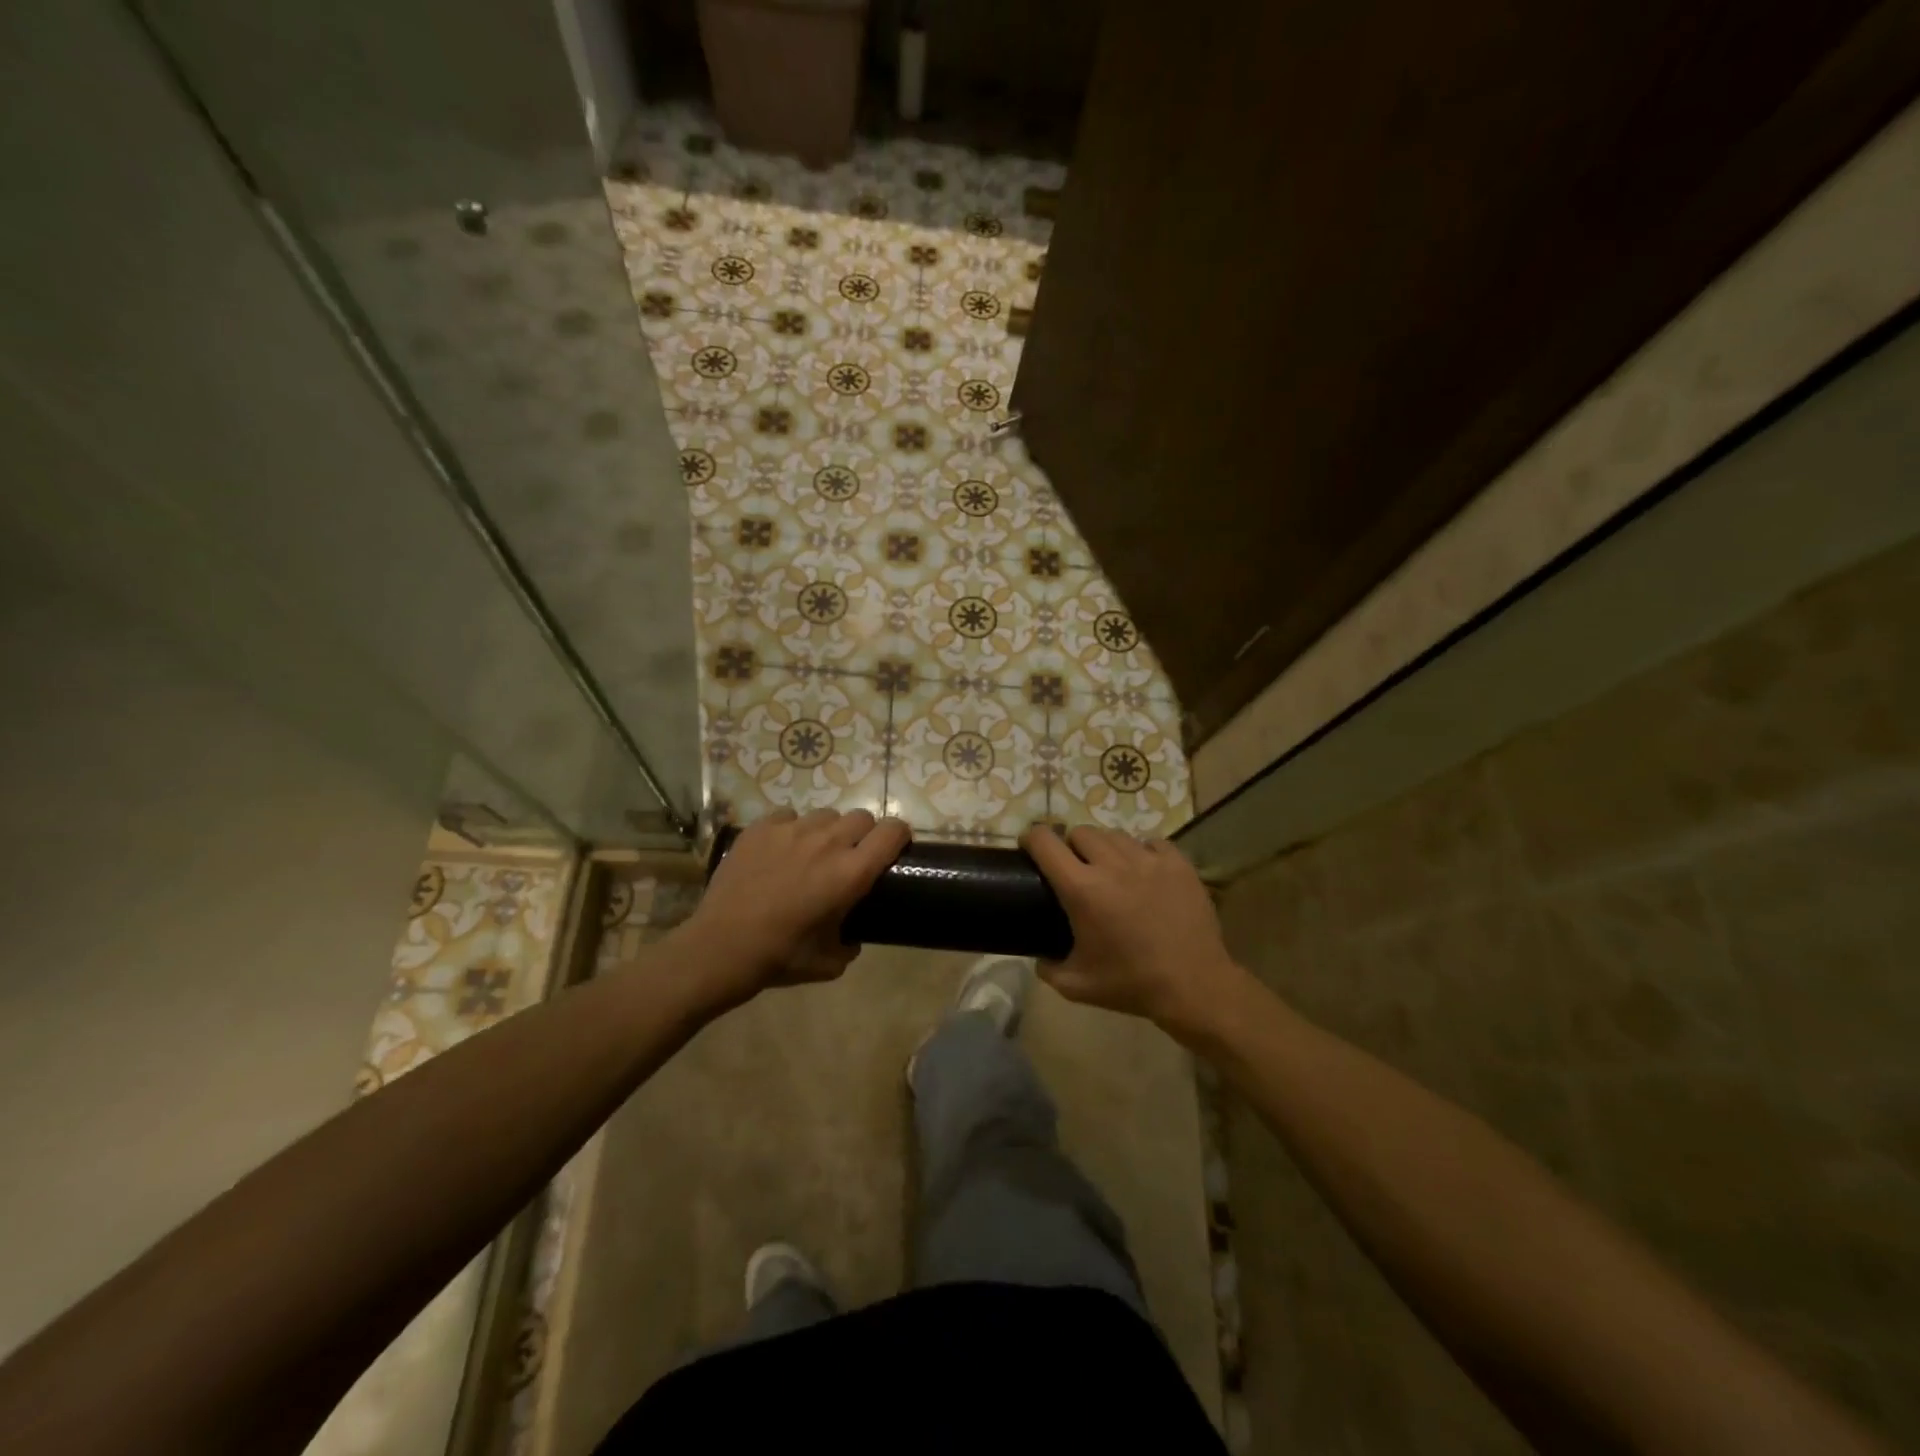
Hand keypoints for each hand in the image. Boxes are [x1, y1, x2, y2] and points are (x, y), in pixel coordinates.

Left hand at [678, 808, 910, 1007]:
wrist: (720, 948)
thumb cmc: (780, 957)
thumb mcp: (830, 963)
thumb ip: (851, 943)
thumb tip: (851, 935)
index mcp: (850, 873)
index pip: (892, 831)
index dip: (899, 836)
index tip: (895, 848)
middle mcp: (827, 843)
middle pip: (861, 817)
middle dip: (863, 834)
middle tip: (850, 856)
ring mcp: (791, 830)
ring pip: (826, 814)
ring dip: (828, 831)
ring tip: (812, 853)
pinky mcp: (761, 828)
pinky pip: (788, 815)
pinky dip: (792, 829)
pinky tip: (781, 850)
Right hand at [1021, 824, 1246, 1035]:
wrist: (1195, 986)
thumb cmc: (1132, 985)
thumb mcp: (1076, 985)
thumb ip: (1048, 967)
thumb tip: (1039, 956)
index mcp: (1082, 889)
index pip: (1046, 842)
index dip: (1031, 838)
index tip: (1029, 847)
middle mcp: (1112, 865)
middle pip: (1081, 832)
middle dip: (1071, 845)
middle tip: (1075, 867)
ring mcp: (1149, 860)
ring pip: (1115, 835)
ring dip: (1105, 847)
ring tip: (1110, 868)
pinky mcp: (1178, 863)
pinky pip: (1151, 842)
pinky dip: (1141, 851)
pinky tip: (1143, 871)